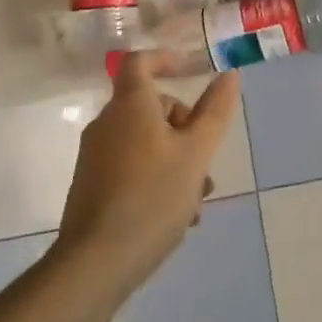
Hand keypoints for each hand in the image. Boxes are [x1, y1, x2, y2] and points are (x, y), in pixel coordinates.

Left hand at [56, 53, 241, 292]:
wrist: (95, 263)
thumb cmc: (152, 197)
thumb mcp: (196, 152)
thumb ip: (215, 111)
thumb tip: (228, 75)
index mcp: (130, 106)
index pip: (140, 61)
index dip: (167, 59)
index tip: (194, 71)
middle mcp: (108, 124)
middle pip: (151, 106)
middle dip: (185, 126)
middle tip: (205, 159)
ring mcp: (97, 156)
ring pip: (147, 141)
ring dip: (177, 159)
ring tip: (197, 198)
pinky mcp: (93, 185)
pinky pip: (133, 166)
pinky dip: (158, 178)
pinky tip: (177, 215)